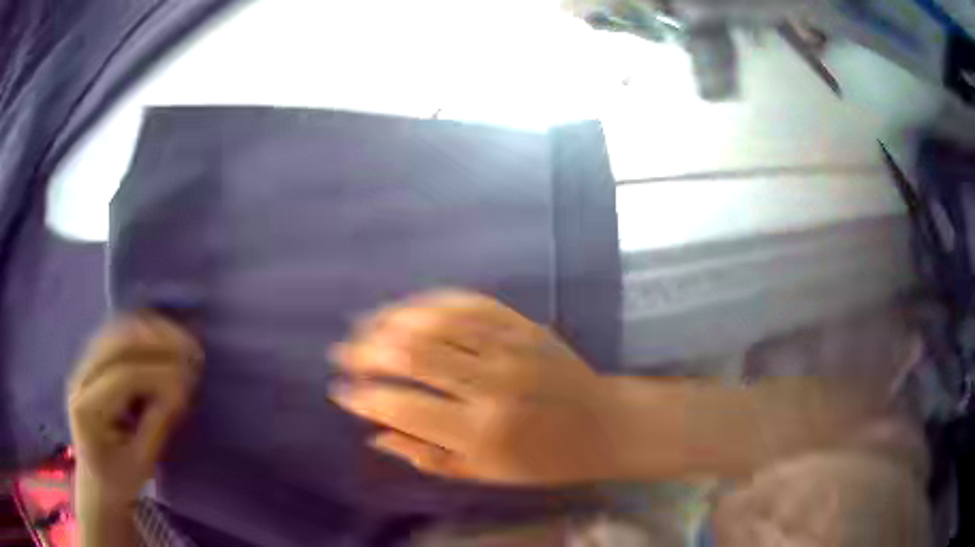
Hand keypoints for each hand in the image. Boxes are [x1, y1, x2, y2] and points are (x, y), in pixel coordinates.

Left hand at [67, 313, 201, 505]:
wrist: (96, 483)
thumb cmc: (120, 480)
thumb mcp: (142, 463)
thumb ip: (158, 423)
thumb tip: (181, 389)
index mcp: (87, 409)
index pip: (123, 376)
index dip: (159, 372)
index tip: (190, 378)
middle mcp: (79, 378)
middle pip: (117, 344)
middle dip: (156, 341)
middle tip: (191, 348)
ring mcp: (82, 368)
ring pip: (116, 333)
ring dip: (150, 331)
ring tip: (181, 338)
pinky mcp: (89, 364)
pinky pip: (114, 337)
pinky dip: (139, 333)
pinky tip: (160, 337)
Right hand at [331, 290, 621, 485]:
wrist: (602, 425)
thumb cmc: (542, 460)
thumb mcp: (484, 474)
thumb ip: (426, 456)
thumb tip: (375, 432)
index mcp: (481, 432)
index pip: (402, 406)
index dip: (363, 397)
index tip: (340, 391)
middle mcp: (492, 384)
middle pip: (412, 354)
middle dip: (365, 351)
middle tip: (343, 354)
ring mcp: (509, 347)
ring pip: (434, 320)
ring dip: (389, 320)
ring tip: (364, 327)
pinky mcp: (522, 325)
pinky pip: (466, 302)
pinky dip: (428, 303)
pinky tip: (406, 308)